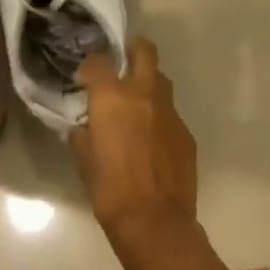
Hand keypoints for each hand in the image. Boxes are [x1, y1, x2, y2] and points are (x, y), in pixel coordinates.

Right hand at [70, 39, 198, 235]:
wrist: (154, 221)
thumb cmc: (110, 189)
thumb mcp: (84, 159)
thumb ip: (83, 134)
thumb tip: (84, 125)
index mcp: (112, 97)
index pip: (98, 61)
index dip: (89, 65)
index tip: (84, 78)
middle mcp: (143, 94)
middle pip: (144, 51)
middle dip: (132, 48)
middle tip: (121, 61)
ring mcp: (170, 111)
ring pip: (161, 80)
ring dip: (148, 83)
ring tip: (136, 102)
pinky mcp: (186, 132)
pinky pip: (171, 113)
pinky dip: (159, 116)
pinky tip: (152, 138)